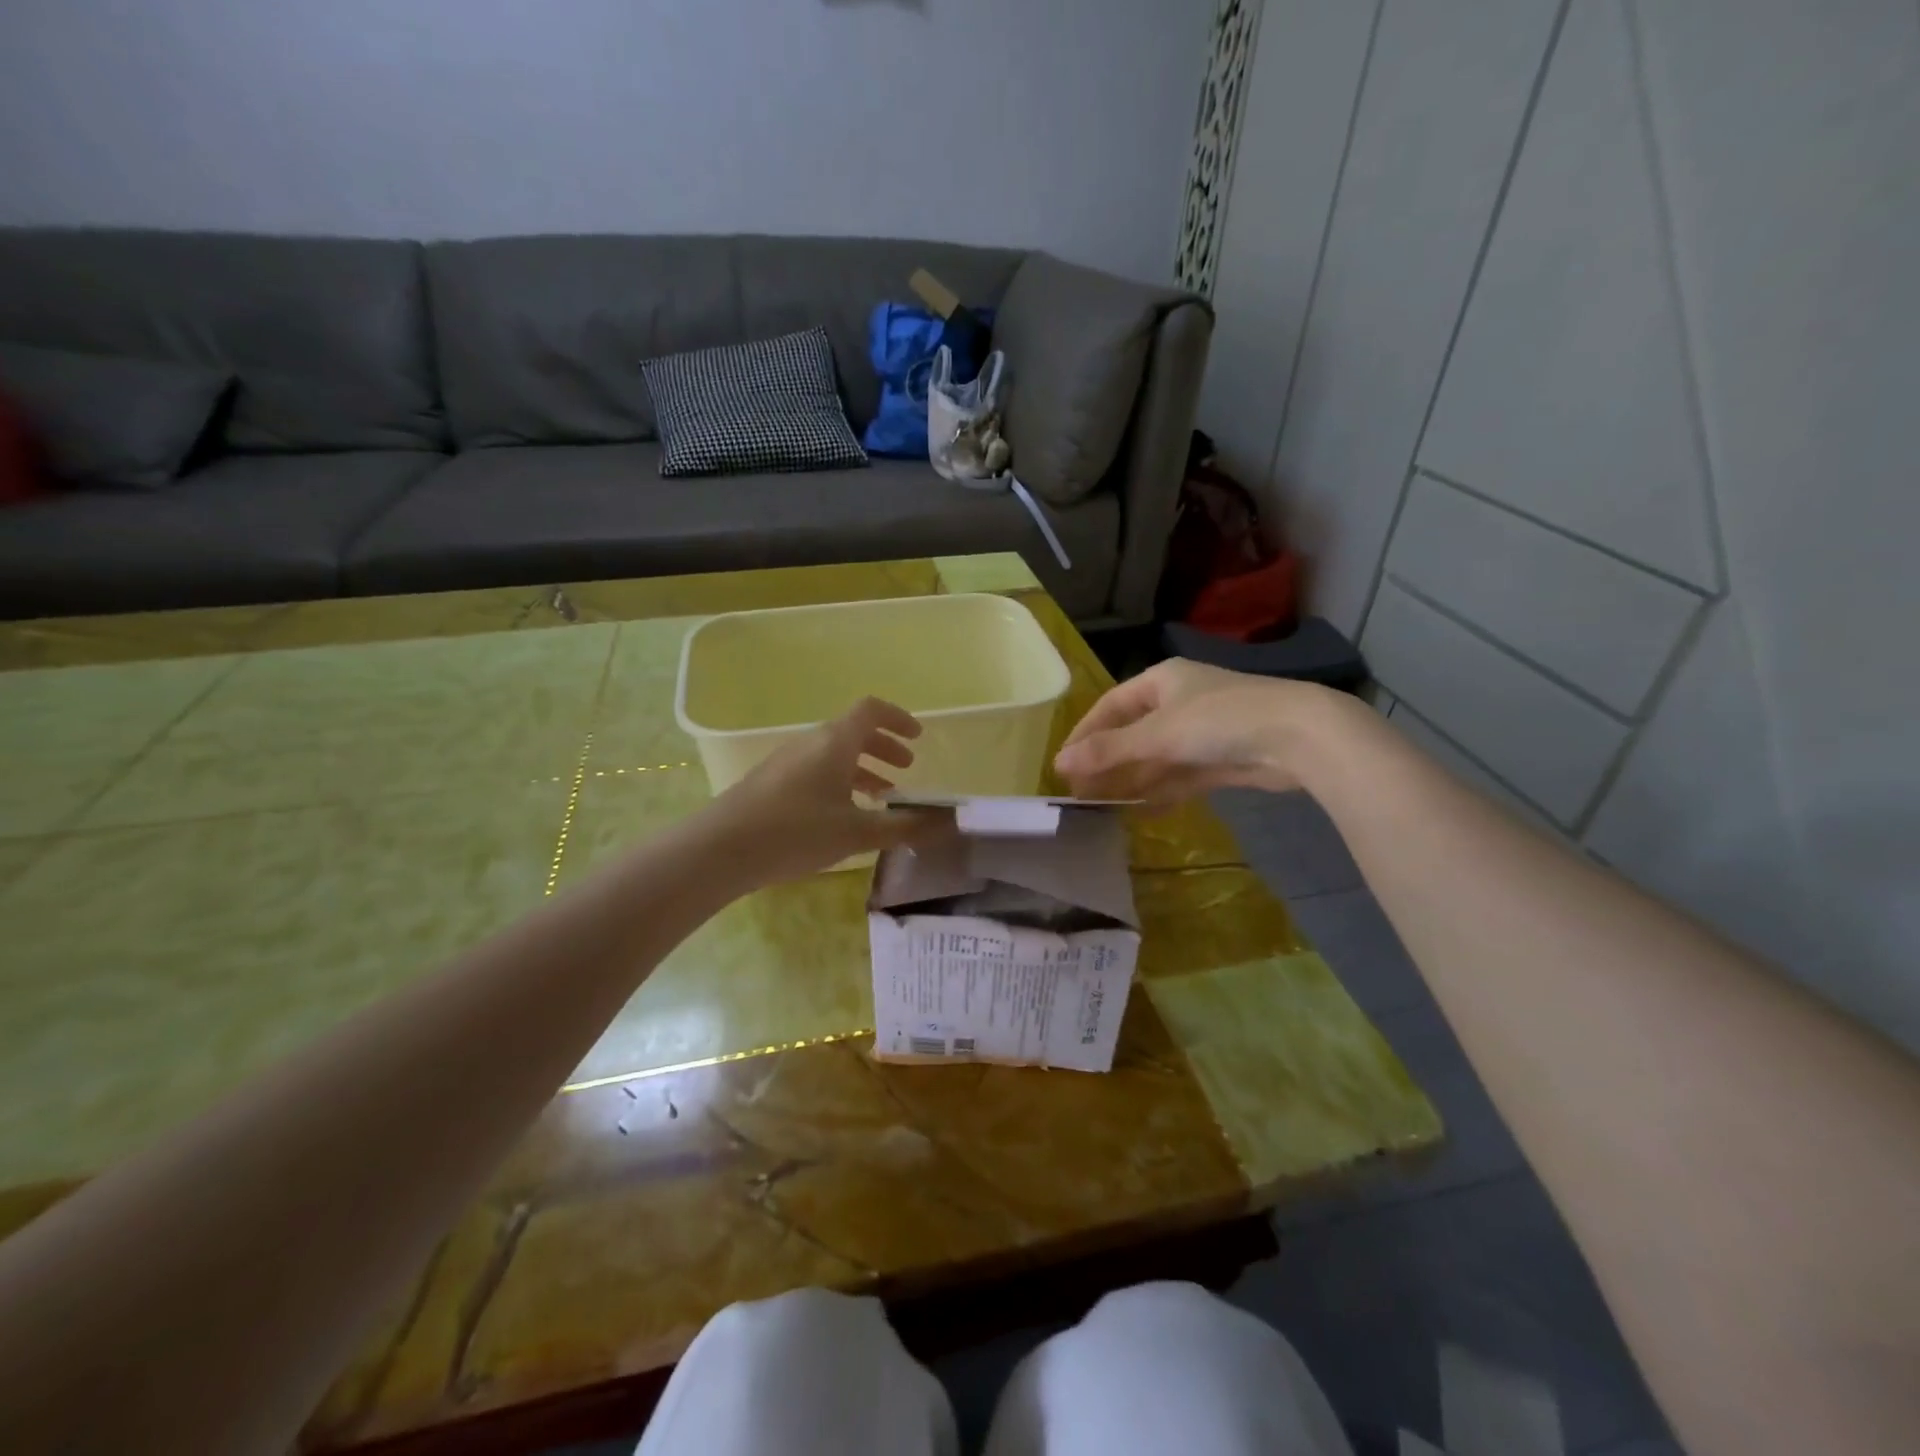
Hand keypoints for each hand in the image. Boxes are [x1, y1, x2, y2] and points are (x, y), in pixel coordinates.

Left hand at [705, 697, 941, 883]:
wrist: (720, 849)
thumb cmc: (796, 832)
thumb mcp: (857, 833)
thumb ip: (903, 826)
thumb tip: (947, 823)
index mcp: (835, 742)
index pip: (871, 710)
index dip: (898, 718)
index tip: (917, 737)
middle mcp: (810, 743)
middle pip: (853, 732)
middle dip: (883, 747)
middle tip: (905, 769)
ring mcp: (787, 762)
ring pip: (833, 754)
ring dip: (862, 768)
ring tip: (881, 797)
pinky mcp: (770, 783)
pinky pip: (815, 770)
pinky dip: (839, 781)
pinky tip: (842, 816)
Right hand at [1054, 659, 1340, 804]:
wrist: (1297, 736)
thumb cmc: (1219, 720)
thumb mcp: (1157, 733)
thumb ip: (1109, 750)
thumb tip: (1059, 763)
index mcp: (1162, 681)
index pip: (1111, 705)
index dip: (1085, 733)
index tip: (1063, 763)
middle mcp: (1179, 702)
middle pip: (1132, 733)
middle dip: (1107, 762)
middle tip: (1080, 792)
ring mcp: (1202, 732)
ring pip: (1156, 758)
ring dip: (1131, 780)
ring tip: (1102, 807)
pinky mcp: (1221, 759)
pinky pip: (1180, 776)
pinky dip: (1160, 792)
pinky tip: (1140, 812)